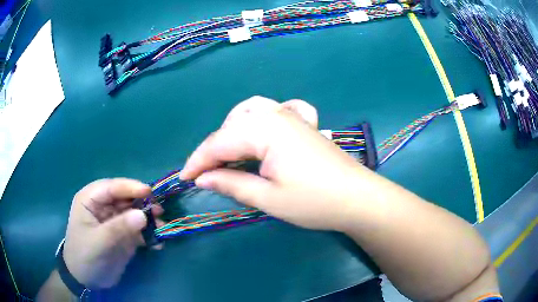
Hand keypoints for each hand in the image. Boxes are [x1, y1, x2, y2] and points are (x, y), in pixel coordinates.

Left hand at [63, 178, 162, 288]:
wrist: (86, 280)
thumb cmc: (84, 256)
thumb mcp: (98, 242)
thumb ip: (118, 228)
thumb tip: (143, 215)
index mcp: (90, 200)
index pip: (111, 187)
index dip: (129, 187)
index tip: (149, 193)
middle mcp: (102, 206)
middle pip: (125, 198)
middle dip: (142, 203)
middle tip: (159, 211)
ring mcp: (113, 221)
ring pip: (134, 213)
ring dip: (148, 219)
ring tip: (162, 227)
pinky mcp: (122, 235)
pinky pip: (138, 230)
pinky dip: (148, 235)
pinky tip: (157, 243)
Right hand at [181, 96, 373, 230]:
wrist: (357, 198)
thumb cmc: (314, 202)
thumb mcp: (268, 198)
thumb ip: (231, 184)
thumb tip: (203, 178)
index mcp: (265, 130)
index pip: (219, 143)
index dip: (197, 162)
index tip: (184, 179)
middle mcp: (276, 114)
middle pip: (232, 127)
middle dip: (213, 149)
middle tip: (205, 174)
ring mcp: (292, 115)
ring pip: (250, 112)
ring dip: (232, 130)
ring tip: (226, 154)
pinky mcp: (303, 123)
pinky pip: (275, 109)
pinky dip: (260, 117)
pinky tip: (260, 130)